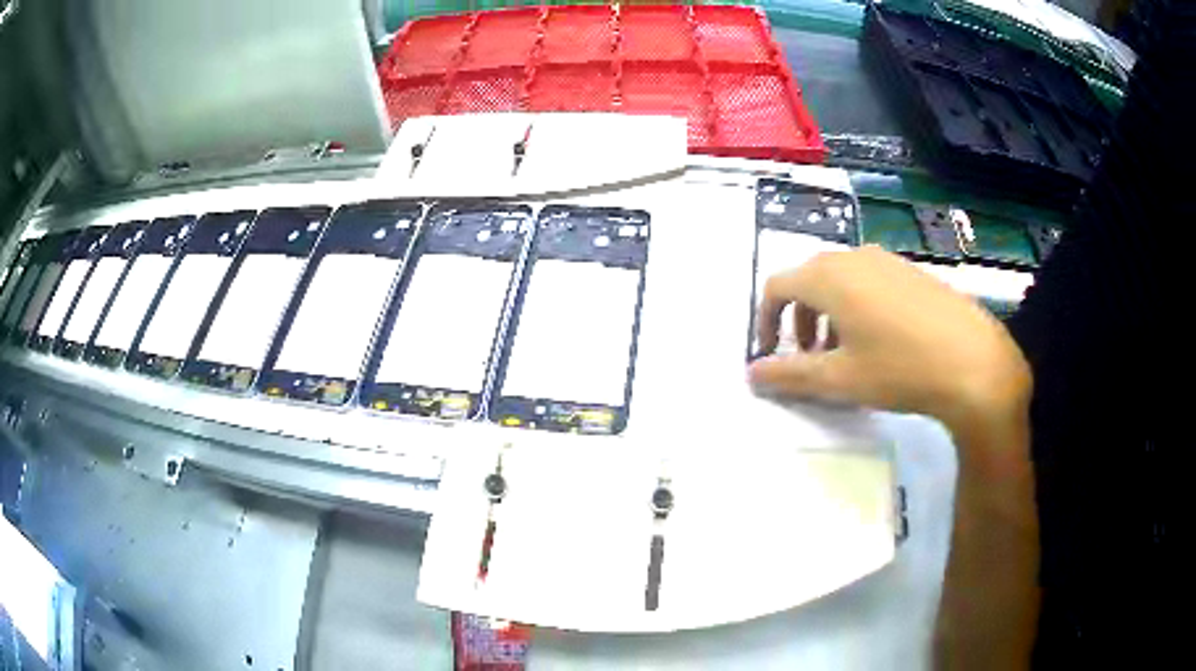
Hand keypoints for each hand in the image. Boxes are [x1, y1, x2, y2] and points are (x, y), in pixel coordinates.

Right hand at [749, 246, 1030, 436]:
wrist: (974, 363)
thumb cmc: (899, 369)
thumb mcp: (838, 380)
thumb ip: (789, 375)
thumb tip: (752, 374)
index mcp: (830, 277)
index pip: (778, 286)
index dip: (765, 320)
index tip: (769, 354)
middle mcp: (855, 256)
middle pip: (810, 280)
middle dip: (798, 318)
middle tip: (808, 357)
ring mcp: (888, 260)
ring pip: (842, 280)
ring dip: (829, 313)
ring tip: (845, 352)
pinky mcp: (913, 271)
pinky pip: (870, 281)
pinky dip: (858, 306)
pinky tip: (881, 341)